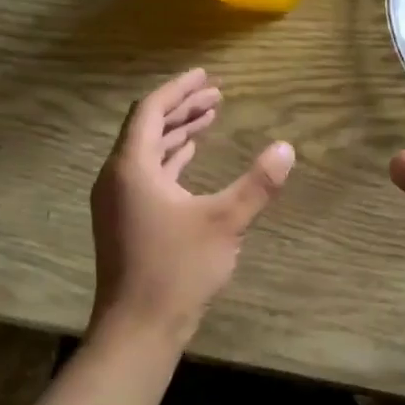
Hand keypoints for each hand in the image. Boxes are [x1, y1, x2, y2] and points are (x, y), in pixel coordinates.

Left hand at [90, 68, 293, 345]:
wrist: (138, 328)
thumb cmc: (177, 270)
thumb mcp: (224, 223)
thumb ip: (257, 184)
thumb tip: (287, 148)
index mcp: (132, 168)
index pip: (150, 110)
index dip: (179, 89)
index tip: (206, 75)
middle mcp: (118, 178)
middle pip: (147, 128)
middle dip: (181, 109)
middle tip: (216, 95)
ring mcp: (118, 201)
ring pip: (147, 153)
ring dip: (177, 134)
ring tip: (209, 118)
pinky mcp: (125, 221)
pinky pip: (147, 175)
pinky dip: (171, 160)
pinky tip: (190, 158)